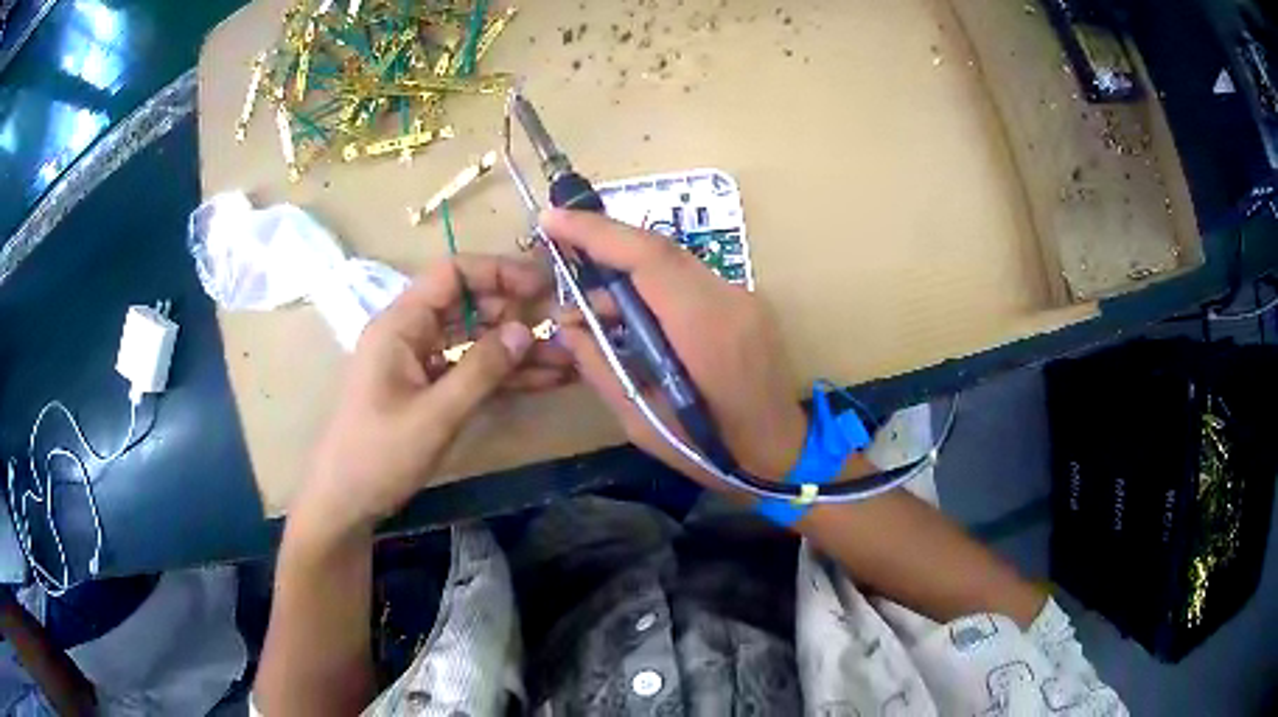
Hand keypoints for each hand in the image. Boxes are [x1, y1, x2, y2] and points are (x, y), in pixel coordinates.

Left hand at [297, 255, 570, 533]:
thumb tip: (525, 329)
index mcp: (399, 324)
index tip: (542, 285)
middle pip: (467, 305)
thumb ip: (481, 369)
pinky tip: (542, 381)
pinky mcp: (426, 389)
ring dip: (515, 349)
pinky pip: (468, 369)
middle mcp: (409, 333)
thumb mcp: (434, 414)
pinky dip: (501, 375)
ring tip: (566, 359)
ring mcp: (418, 362)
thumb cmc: (379, 455)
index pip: (451, 274)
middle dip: (515, 313)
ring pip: (473, 339)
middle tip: (562, 328)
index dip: (498, 272)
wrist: (345, 502)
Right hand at [542, 209, 807, 489]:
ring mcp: (743, 297)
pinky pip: (689, 278)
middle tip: (559, 250)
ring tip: (591, 307)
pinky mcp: (745, 303)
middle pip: (660, 250)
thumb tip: (567, 327)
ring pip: (674, 262)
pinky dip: (651, 284)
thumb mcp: (643, 422)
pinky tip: (629, 312)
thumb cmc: (715, 452)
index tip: (552, 220)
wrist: (784, 454)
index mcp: (706, 330)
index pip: (648, 258)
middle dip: (603, 242)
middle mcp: (730, 299)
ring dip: (626, 271)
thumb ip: (601, 368)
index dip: (596, 232)